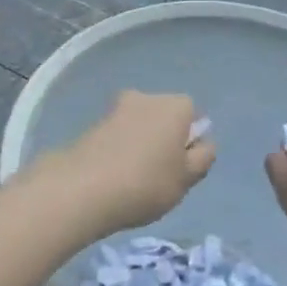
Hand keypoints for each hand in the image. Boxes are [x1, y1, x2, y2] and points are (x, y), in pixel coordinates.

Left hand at [45, 91, 215, 236]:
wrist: (82, 188)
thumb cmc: (147, 183)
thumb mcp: (187, 178)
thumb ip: (203, 158)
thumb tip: (203, 143)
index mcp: (176, 105)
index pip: (193, 115)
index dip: (190, 141)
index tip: (182, 168)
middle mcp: (147, 97)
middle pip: (165, 117)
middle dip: (165, 139)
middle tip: (161, 175)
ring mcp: (116, 108)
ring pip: (140, 126)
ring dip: (141, 144)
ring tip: (134, 180)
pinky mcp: (93, 124)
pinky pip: (118, 136)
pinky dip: (120, 150)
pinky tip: (114, 176)